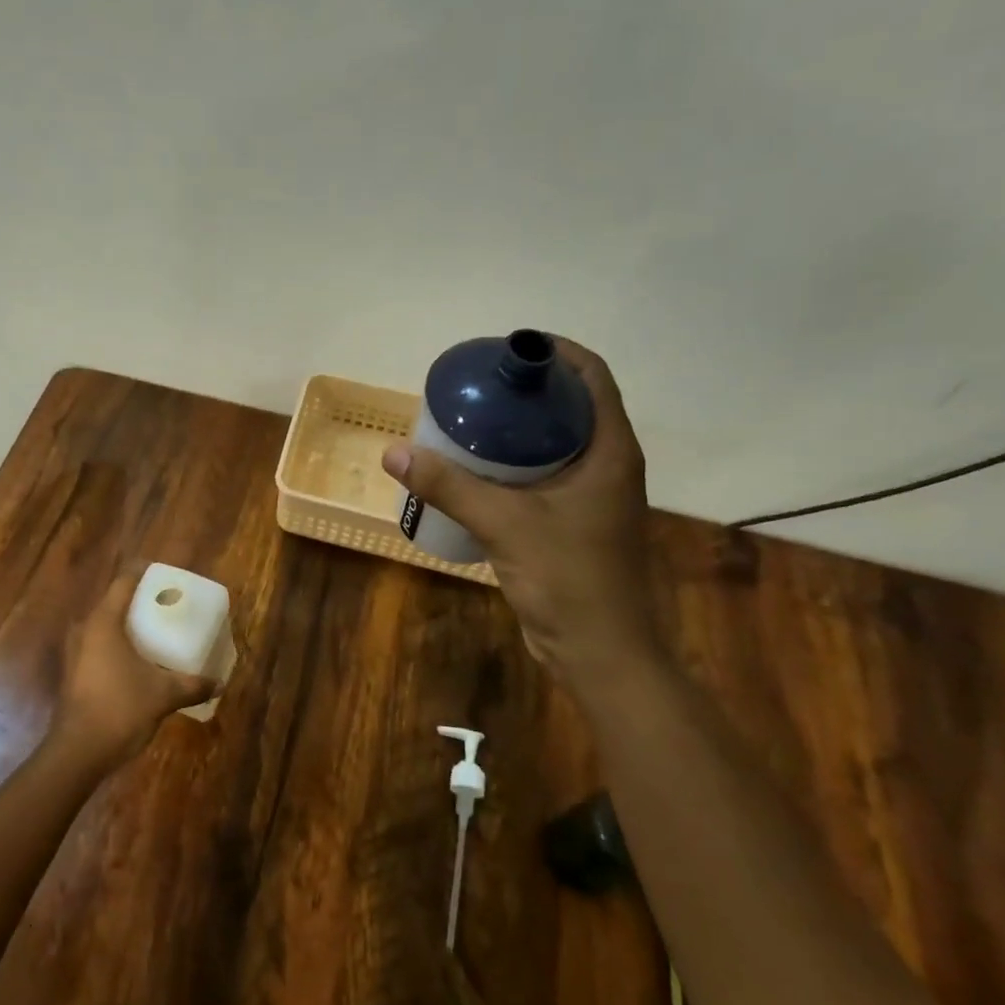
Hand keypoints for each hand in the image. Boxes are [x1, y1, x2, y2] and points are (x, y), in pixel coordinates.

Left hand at [51, 571, 216, 768]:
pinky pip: (100, 647)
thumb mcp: (163, 694)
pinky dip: (120, 646)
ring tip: (157, 633)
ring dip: (129, 627)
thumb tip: (219, 683)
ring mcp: (75, 653)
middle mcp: (85, 630)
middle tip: (169, 606)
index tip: (166, 576)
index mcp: (103, 622)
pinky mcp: (74, 673)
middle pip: (114, 603)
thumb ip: (191, 684)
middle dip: (141, 603)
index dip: (145, 574)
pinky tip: (140, 661)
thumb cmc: (120, 709)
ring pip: (105, 627)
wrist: (78, 752)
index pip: (124, 582)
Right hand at [381, 337, 664, 688]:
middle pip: (567, 404)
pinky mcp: (571, 519)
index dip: (552, 352)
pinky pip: (540, 473)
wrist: (599, 652)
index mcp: (610, 450)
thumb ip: (449, 486)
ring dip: (513, 427)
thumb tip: (394, 453)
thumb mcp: (505, 524)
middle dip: (521, 389)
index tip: (501, 351)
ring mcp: (590, 493)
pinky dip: (509, 462)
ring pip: (552, 441)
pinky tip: (471, 469)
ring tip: (463, 421)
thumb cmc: (569, 580)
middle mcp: (606, 463)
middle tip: (471, 387)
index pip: (591, 376)